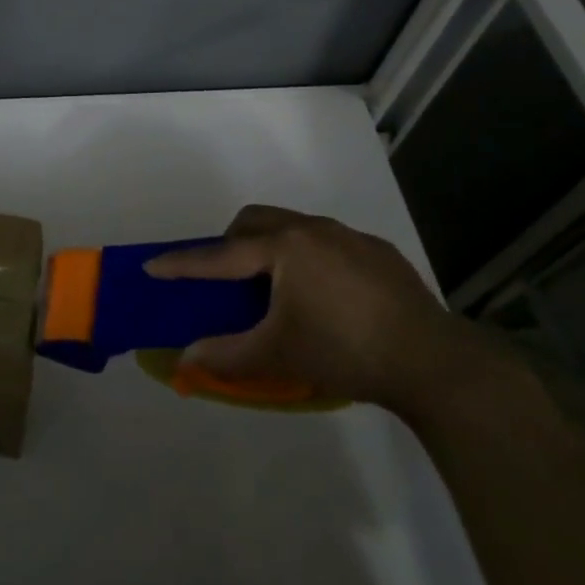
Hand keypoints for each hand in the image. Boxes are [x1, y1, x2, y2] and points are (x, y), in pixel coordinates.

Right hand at [144, 205, 486, 412]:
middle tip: (225, 280)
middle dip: (229, 244)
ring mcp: (349, 236)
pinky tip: (324, 294)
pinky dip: (308, 257)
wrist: (433, 362)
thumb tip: (184, 359)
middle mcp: (313, 229)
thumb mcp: (278, 356)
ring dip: (270, 246)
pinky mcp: (378, 251)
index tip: (152, 266)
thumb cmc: (344, 351)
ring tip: (274, 287)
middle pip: (254, 222)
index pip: (220, 255)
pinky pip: (327, 241)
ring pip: (292, 226)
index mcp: (284, 247)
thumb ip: (226, 355)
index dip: (183, 263)